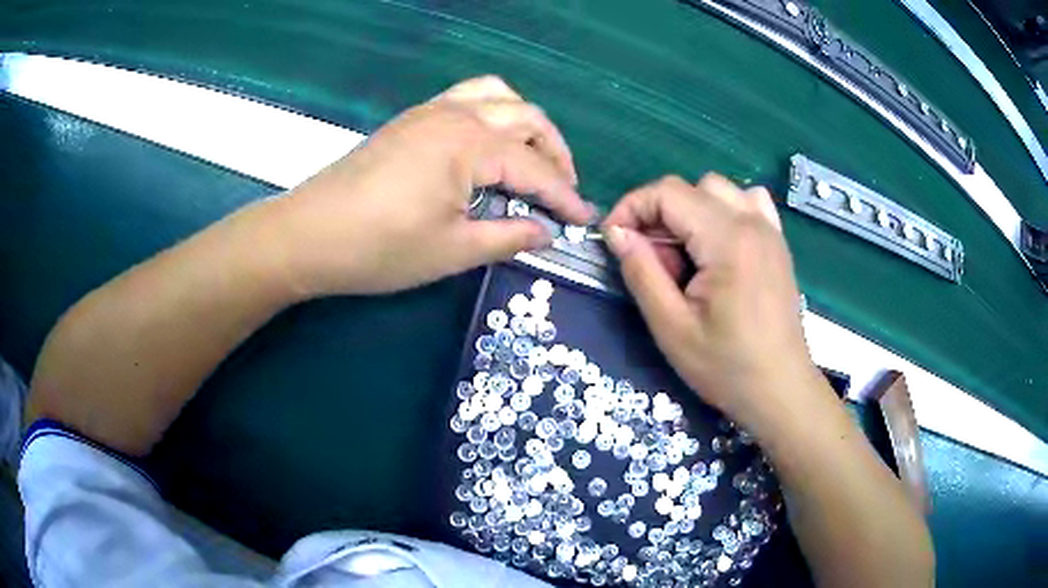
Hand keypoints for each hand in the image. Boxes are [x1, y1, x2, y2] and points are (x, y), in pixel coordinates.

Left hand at [263, 76, 592, 297]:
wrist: (308, 234)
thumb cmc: (379, 248)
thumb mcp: (452, 251)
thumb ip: (508, 237)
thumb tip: (546, 232)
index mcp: (469, 145)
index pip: (535, 167)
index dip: (565, 196)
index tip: (585, 221)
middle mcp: (456, 115)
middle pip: (526, 117)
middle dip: (555, 152)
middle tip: (562, 192)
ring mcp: (430, 111)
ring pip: (498, 96)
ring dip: (525, 123)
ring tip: (532, 158)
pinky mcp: (411, 119)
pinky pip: (467, 97)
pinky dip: (493, 113)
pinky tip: (489, 145)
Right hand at [602, 174, 823, 433]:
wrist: (781, 390)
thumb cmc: (727, 367)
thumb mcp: (671, 328)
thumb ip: (641, 272)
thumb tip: (616, 232)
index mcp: (727, 239)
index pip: (667, 192)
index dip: (631, 208)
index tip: (614, 241)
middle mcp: (752, 222)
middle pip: (691, 188)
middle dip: (658, 214)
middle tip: (652, 261)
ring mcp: (769, 230)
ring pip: (718, 190)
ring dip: (690, 211)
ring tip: (685, 255)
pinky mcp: (777, 243)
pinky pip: (748, 202)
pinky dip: (723, 211)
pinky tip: (717, 245)